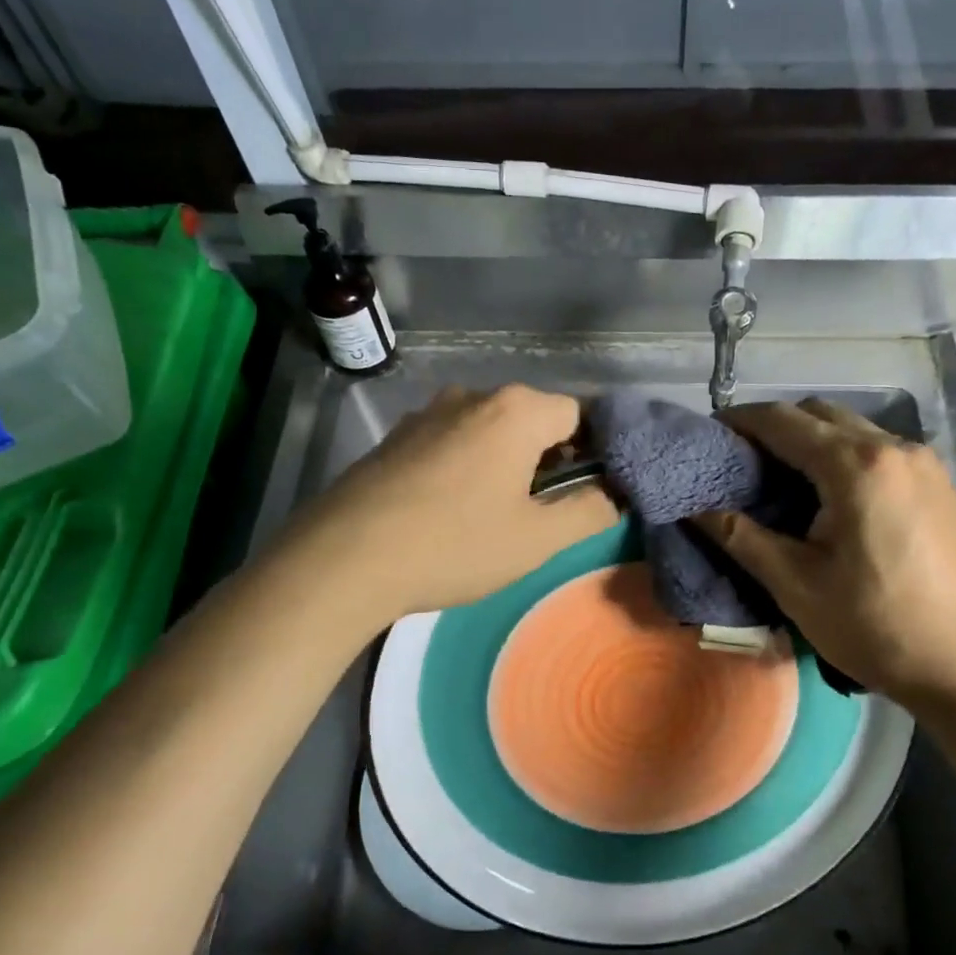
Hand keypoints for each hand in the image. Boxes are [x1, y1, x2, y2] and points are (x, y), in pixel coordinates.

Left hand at [286, 384, 617, 625]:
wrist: (344, 558)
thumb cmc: (454, 544)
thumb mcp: (537, 539)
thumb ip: (588, 511)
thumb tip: (611, 494)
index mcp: (515, 411)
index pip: (579, 415)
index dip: (594, 452)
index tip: (587, 493)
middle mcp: (472, 396)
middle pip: (532, 419)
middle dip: (548, 459)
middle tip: (542, 512)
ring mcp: (427, 413)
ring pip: (489, 431)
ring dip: (504, 463)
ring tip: (492, 515)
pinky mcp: (395, 437)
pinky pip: (450, 442)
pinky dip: (465, 467)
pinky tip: (448, 510)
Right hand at [696, 399, 955, 710]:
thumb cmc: (878, 627)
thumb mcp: (797, 586)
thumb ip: (742, 538)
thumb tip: (696, 509)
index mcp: (856, 466)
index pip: (783, 420)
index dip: (740, 420)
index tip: (708, 433)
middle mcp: (895, 447)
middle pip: (820, 413)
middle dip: (775, 426)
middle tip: (740, 460)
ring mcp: (925, 464)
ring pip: (853, 429)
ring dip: (811, 440)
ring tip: (780, 479)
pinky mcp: (940, 485)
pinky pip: (879, 450)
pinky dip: (843, 456)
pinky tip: (830, 497)